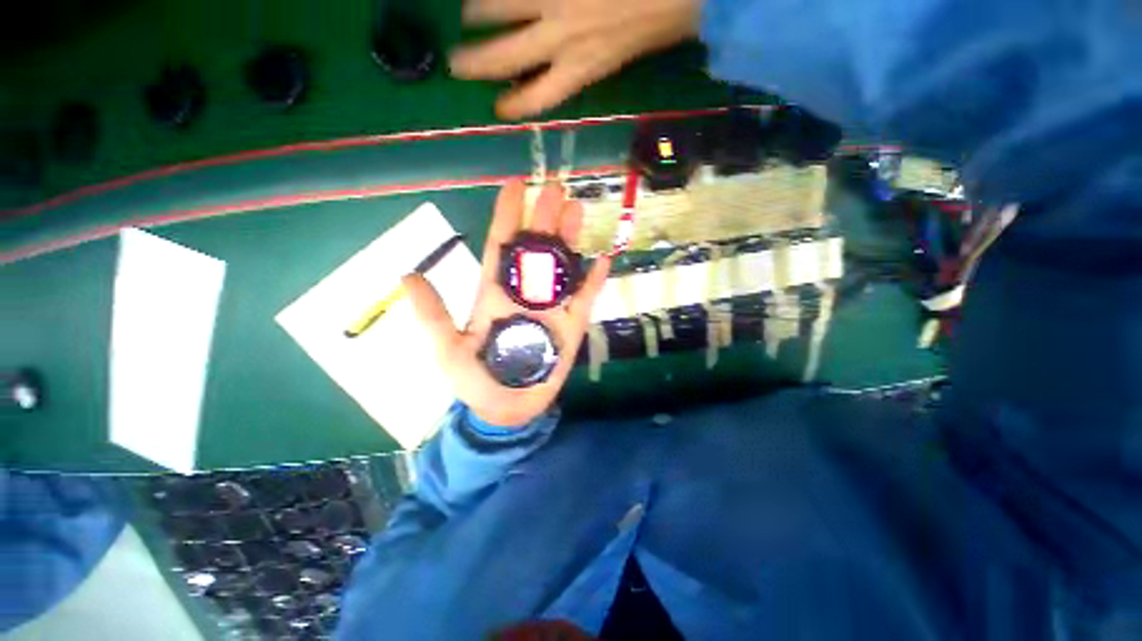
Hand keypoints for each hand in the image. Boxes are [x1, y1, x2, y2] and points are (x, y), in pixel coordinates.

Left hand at [403, 181, 610, 427]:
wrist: (505, 409)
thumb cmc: (474, 381)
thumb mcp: (446, 349)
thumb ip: (433, 314)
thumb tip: (408, 275)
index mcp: (494, 294)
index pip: (502, 247)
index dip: (508, 216)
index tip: (516, 185)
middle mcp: (524, 294)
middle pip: (536, 249)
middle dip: (544, 218)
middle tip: (555, 188)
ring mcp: (551, 308)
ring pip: (562, 267)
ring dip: (569, 240)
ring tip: (577, 210)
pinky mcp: (571, 326)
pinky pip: (585, 299)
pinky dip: (595, 280)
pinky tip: (603, 259)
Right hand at [450, 0, 701, 119]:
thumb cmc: (657, 19)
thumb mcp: (618, 55)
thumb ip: (585, 61)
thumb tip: (557, 59)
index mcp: (580, 67)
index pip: (537, 98)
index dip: (515, 106)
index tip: (498, 108)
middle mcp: (559, 38)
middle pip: (504, 57)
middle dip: (474, 63)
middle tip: (454, 64)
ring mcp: (552, 0)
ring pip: (496, 9)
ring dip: (474, 14)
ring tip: (463, 17)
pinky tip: (481, 1)